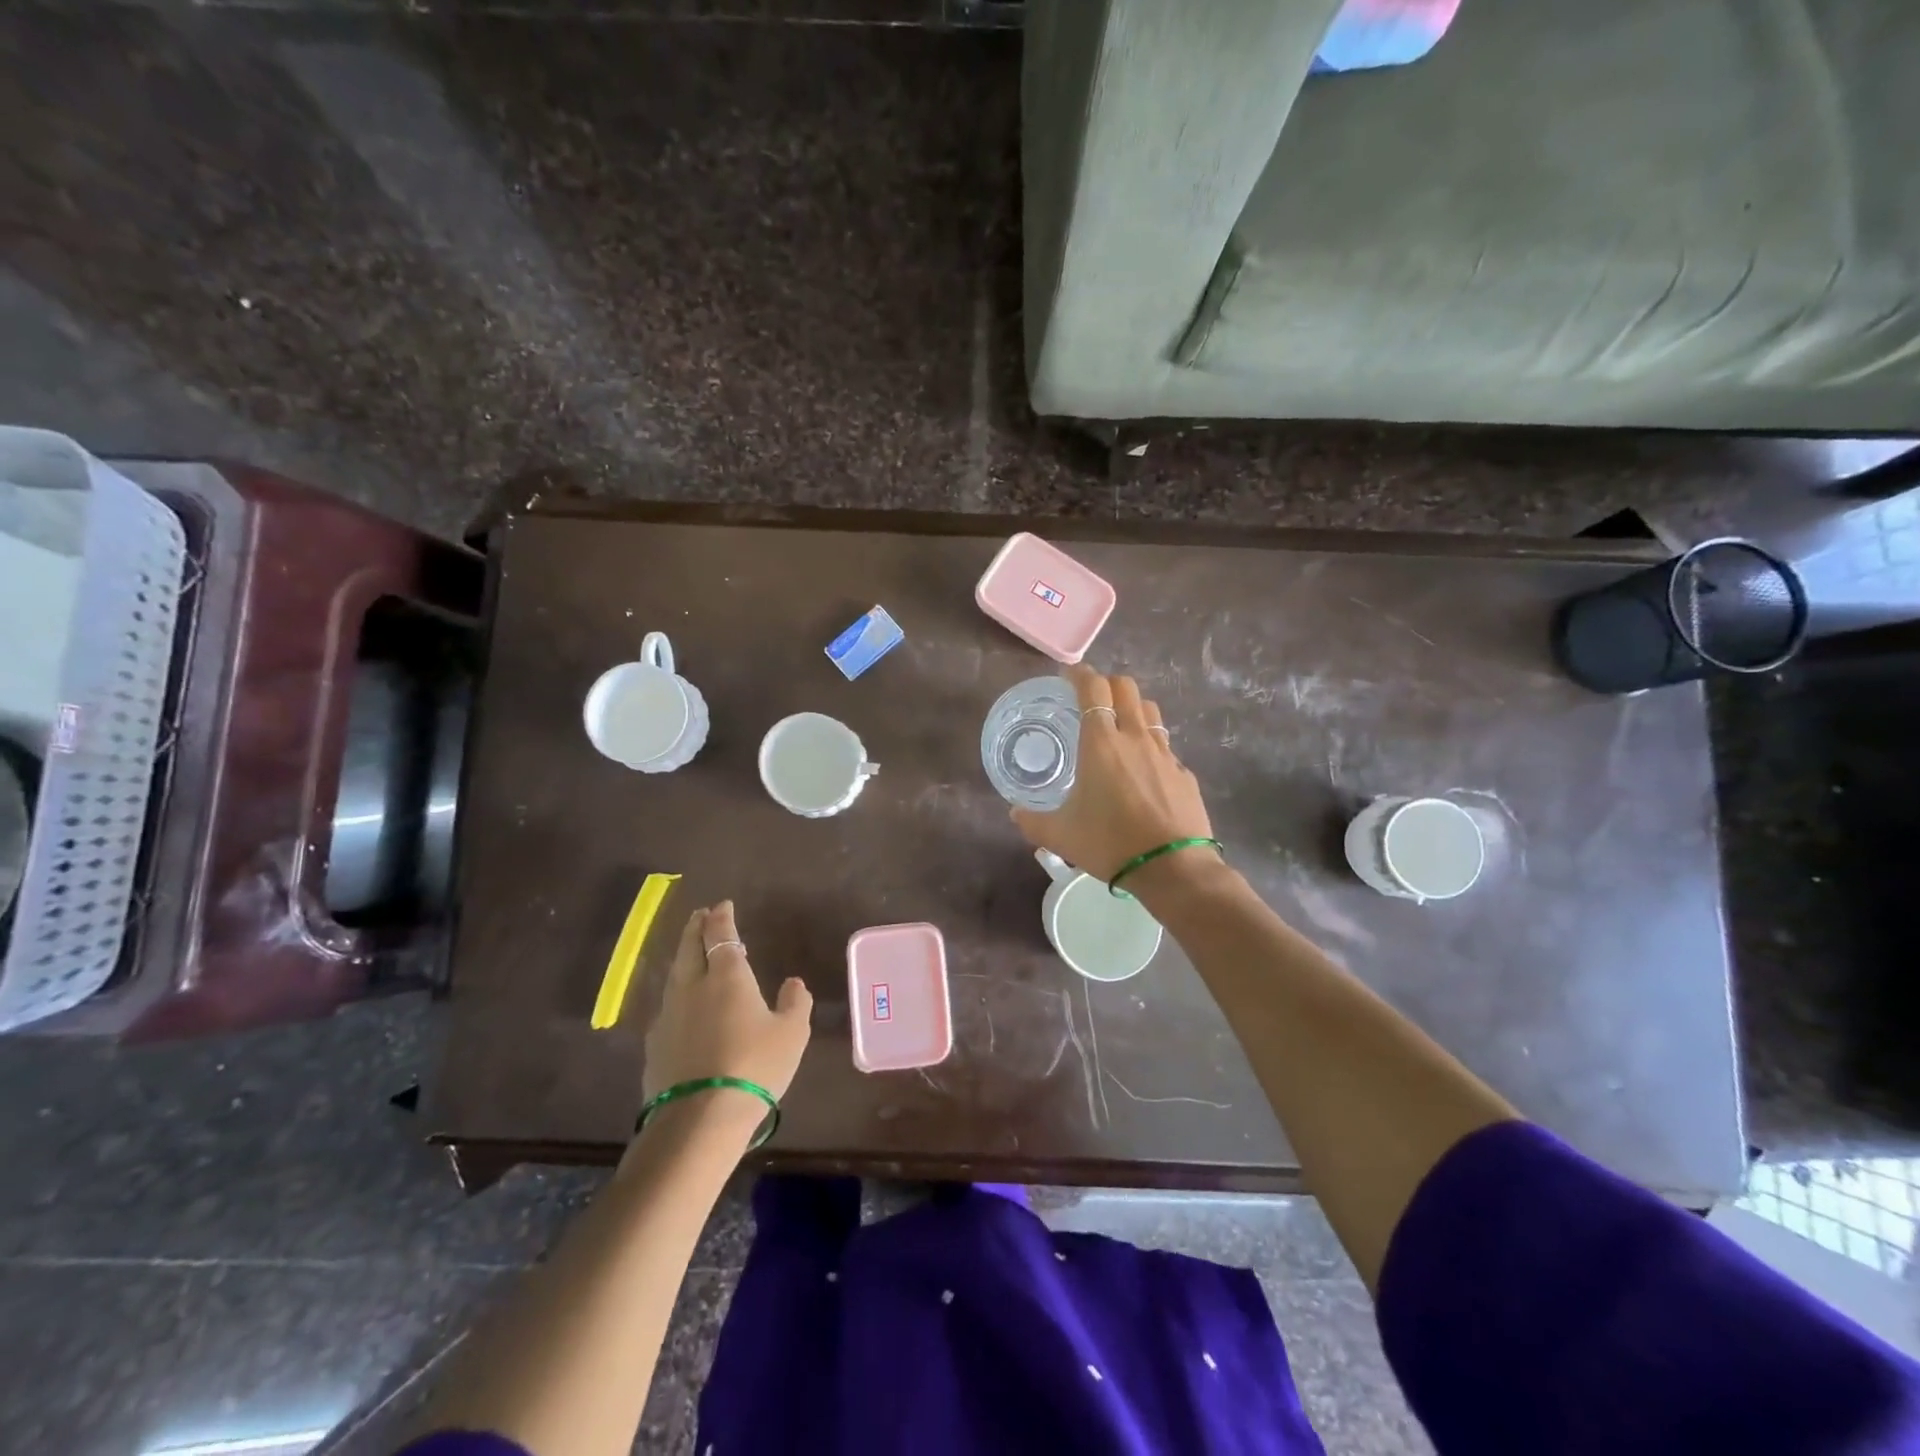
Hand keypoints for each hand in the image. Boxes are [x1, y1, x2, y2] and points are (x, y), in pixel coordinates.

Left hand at [642, 901, 812, 1104]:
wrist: (699, 1118)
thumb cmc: (754, 1066)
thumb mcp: (791, 1034)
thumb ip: (795, 1003)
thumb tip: (793, 983)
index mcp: (726, 975)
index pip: (721, 934)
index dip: (722, 917)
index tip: (723, 905)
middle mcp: (692, 986)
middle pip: (689, 947)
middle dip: (695, 928)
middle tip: (699, 916)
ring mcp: (669, 1015)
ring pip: (674, 975)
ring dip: (682, 957)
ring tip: (689, 952)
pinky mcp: (654, 1044)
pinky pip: (667, 1007)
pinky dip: (676, 995)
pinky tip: (681, 1007)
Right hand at [1011, 664, 1215, 881]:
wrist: (1173, 869)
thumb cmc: (1110, 844)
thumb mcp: (1061, 836)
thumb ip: (1033, 821)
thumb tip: (1015, 812)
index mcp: (1102, 743)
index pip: (1093, 688)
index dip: (1080, 674)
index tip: (1068, 674)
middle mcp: (1135, 738)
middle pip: (1126, 688)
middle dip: (1108, 683)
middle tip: (1092, 698)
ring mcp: (1165, 753)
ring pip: (1150, 711)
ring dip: (1133, 707)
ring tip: (1120, 725)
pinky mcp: (1184, 773)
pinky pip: (1166, 746)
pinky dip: (1151, 745)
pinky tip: (1144, 769)